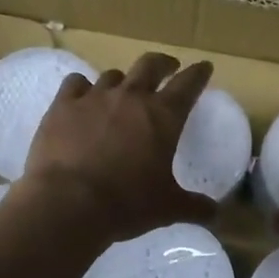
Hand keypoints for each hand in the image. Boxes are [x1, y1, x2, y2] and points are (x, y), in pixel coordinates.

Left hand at [19, 53, 220, 244]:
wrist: (68, 203)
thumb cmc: (126, 204)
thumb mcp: (167, 208)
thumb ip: (193, 206)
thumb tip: (215, 214)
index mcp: (163, 116)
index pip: (188, 84)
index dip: (198, 73)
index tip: (204, 67)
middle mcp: (131, 97)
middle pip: (151, 65)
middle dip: (163, 64)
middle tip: (168, 68)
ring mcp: (95, 97)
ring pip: (113, 75)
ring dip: (122, 81)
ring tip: (122, 91)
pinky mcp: (63, 105)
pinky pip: (75, 83)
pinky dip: (82, 87)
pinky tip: (81, 96)